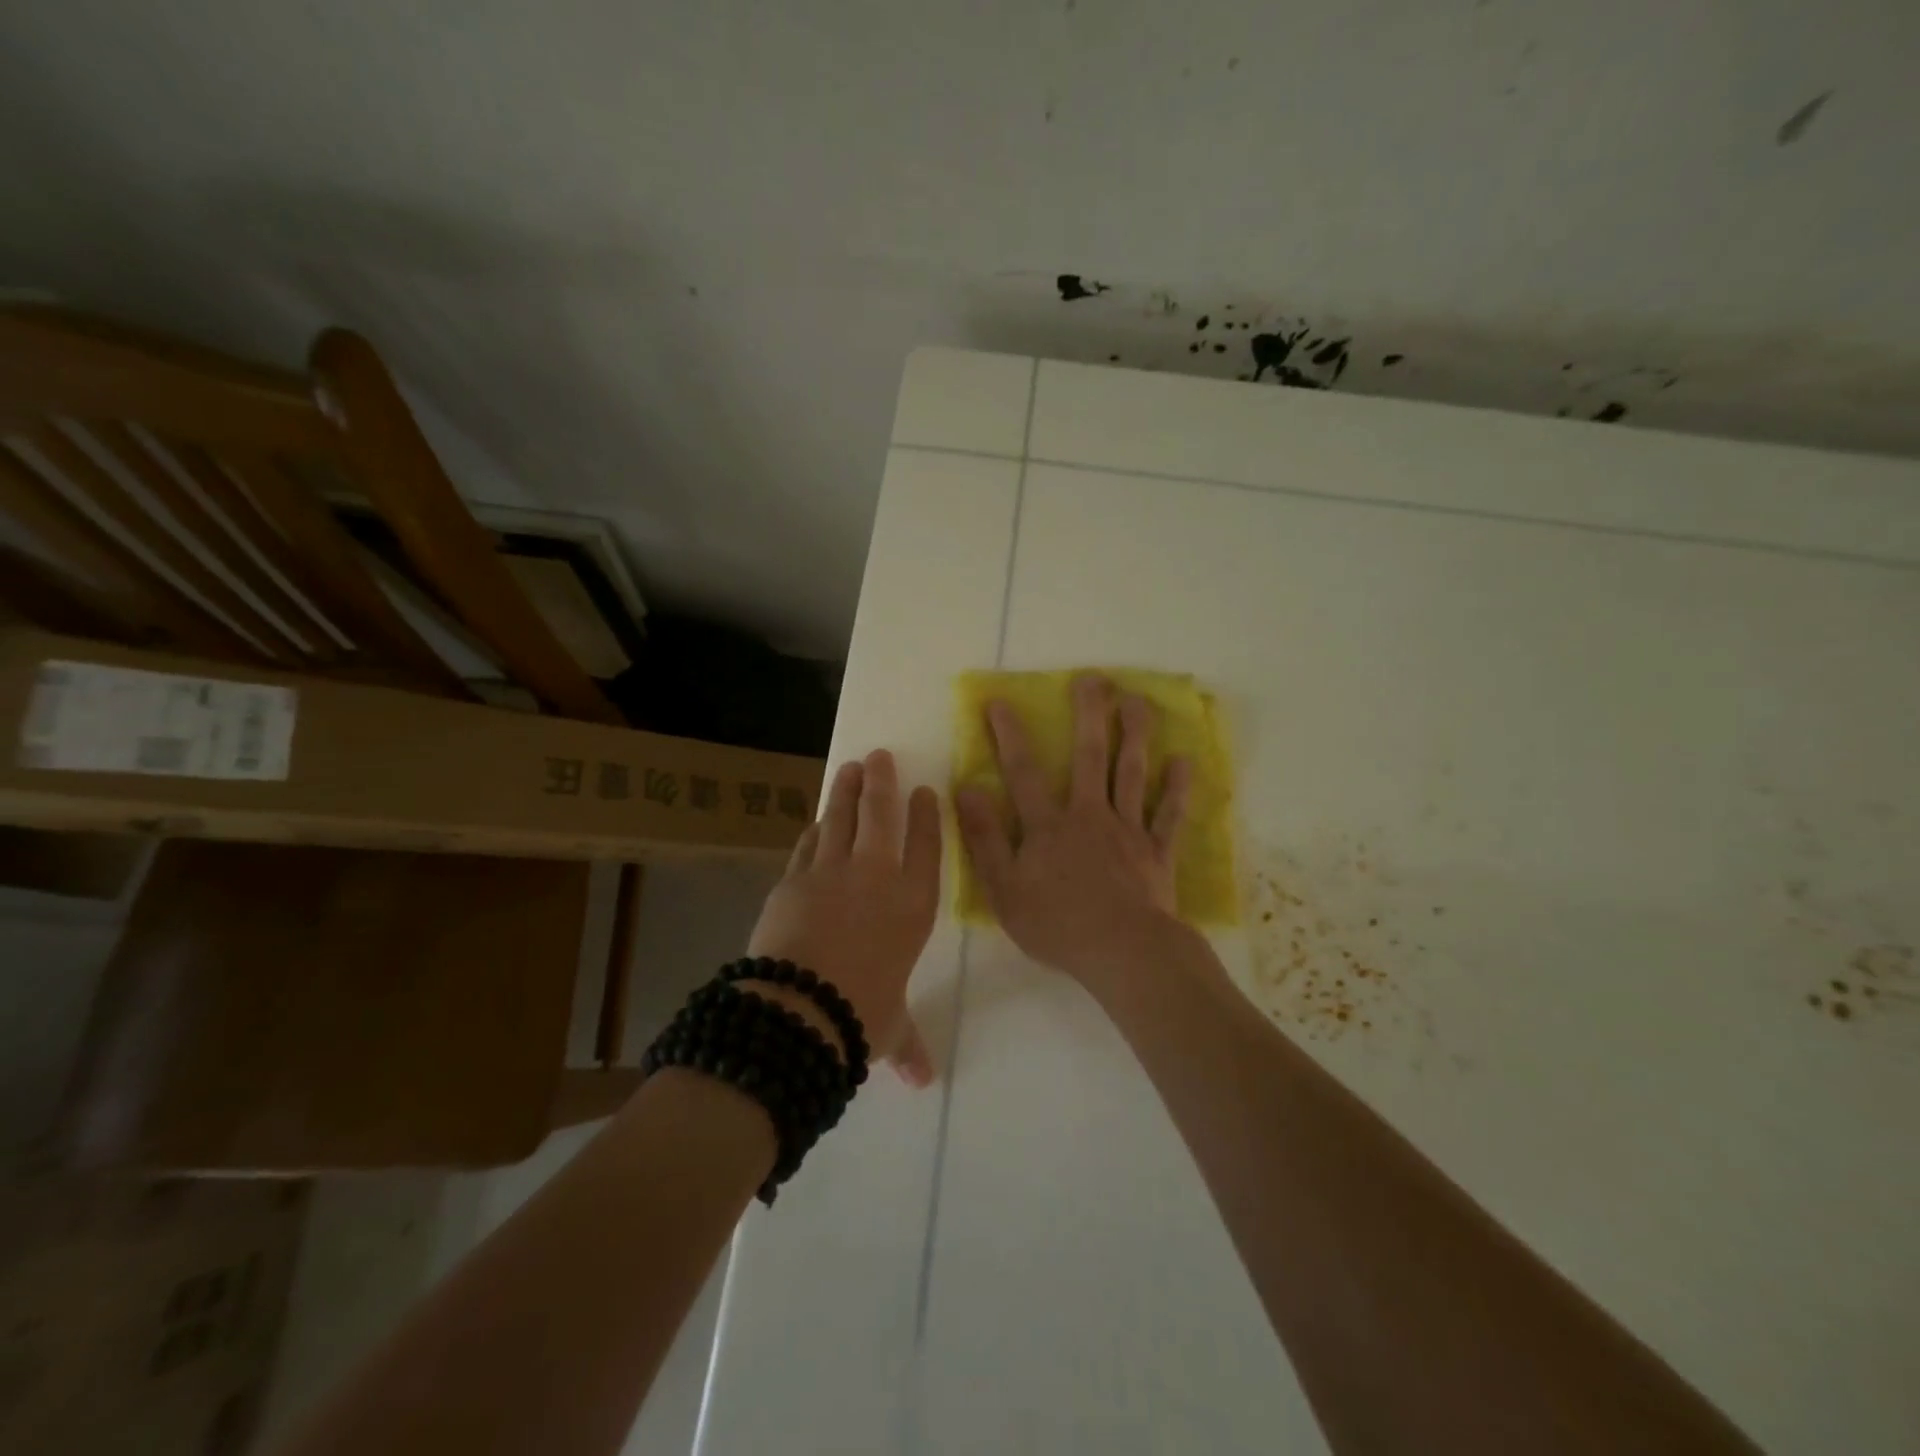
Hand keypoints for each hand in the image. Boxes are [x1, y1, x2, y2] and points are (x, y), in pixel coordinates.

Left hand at [748, 748, 940, 1085]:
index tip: (926, 791)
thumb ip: (907, 1043)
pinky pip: (807, 846)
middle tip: (880, 757)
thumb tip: (922, 1080)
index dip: (926, 815)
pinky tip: (816, 822)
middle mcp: (877, 878)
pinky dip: (814, 831)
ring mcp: (831, 873)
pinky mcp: (793, 879)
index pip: (927, 846)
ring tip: (851, 769)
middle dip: (882, 783)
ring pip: (841, 819)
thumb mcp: (890, 1028)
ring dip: (846, 792)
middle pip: (881, 815)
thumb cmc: (861, 1016)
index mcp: (913, 905)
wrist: (799, 1011)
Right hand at [955, 674, 1192, 984]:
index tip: (1001, 701)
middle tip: (1094, 679)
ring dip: (1135, 735)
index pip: (1024, 772)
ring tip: (1138, 701)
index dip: (1010, 736)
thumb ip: (985, 838)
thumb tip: (967, 789)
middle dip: (1089, 715)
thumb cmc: (1057, 925)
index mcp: (1049, 826)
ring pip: (1132, 774)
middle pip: (1089, 757)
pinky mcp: (1157, 852)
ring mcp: (1128, 830)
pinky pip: (1169, 815)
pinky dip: (1178, 789)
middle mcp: (1089, 816)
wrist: (1123, 953)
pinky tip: (1185, 761)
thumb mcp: (1004, 888)